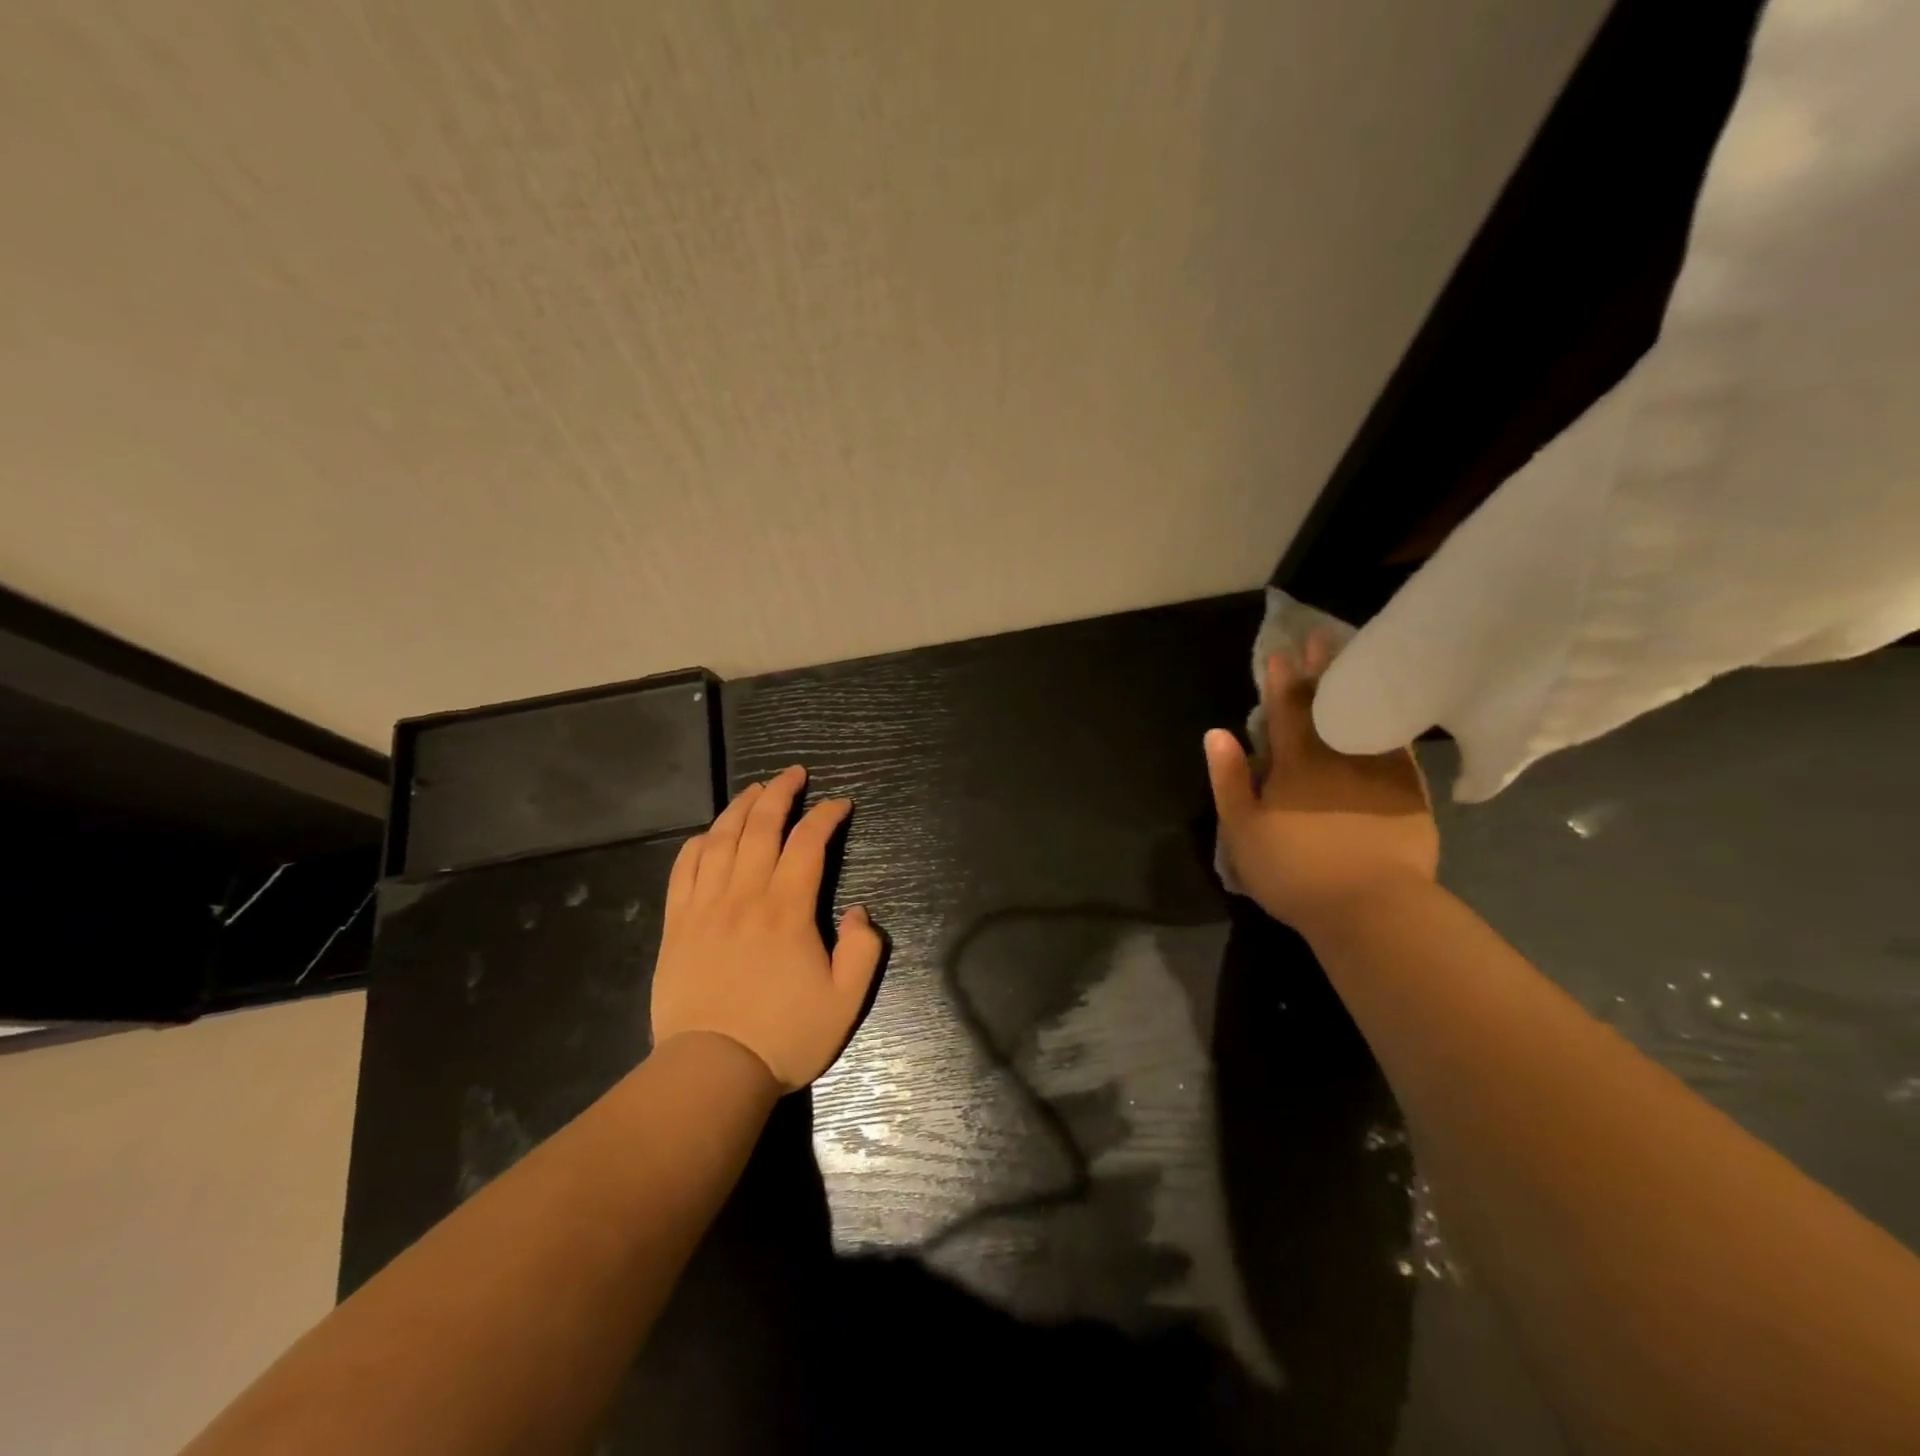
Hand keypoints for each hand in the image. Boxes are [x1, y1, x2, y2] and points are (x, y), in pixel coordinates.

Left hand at [650, 765, 883, 1092]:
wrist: (712, 1071)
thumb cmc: (784, 1036)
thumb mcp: (845, 1002)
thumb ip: (863, 950)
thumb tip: (860, 911)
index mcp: (787, 909)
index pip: (808, 843)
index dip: (826, 816)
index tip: (840, 805)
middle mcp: (745, 895)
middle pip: (761, 826)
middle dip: (780, 793)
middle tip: (795, 774)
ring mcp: (706, 906)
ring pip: (721, 838)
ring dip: (740, 807)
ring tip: (756, 790)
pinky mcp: (678, 923)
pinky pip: (685, 868)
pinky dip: (699, 842)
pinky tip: (710, 834)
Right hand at [1205, 636, 1438, 933]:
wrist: (1372, 909)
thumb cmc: (1295, 871)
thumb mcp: (1242, 830)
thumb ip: (1229, 779)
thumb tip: (1217, 733)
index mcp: (1294, 765)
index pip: (1285, 712)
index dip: (1280, 681)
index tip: (1279, 651)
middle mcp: (1338, 758)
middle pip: (1329, 707)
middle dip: (1322, 672)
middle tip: (1321, 638)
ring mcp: (1379, 774)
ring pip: (1367, 719)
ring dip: (1359, 689)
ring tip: (1358, 662)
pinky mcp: (1409, 795)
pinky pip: (1398, 748)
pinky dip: (1391, 725)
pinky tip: (1392, 714)